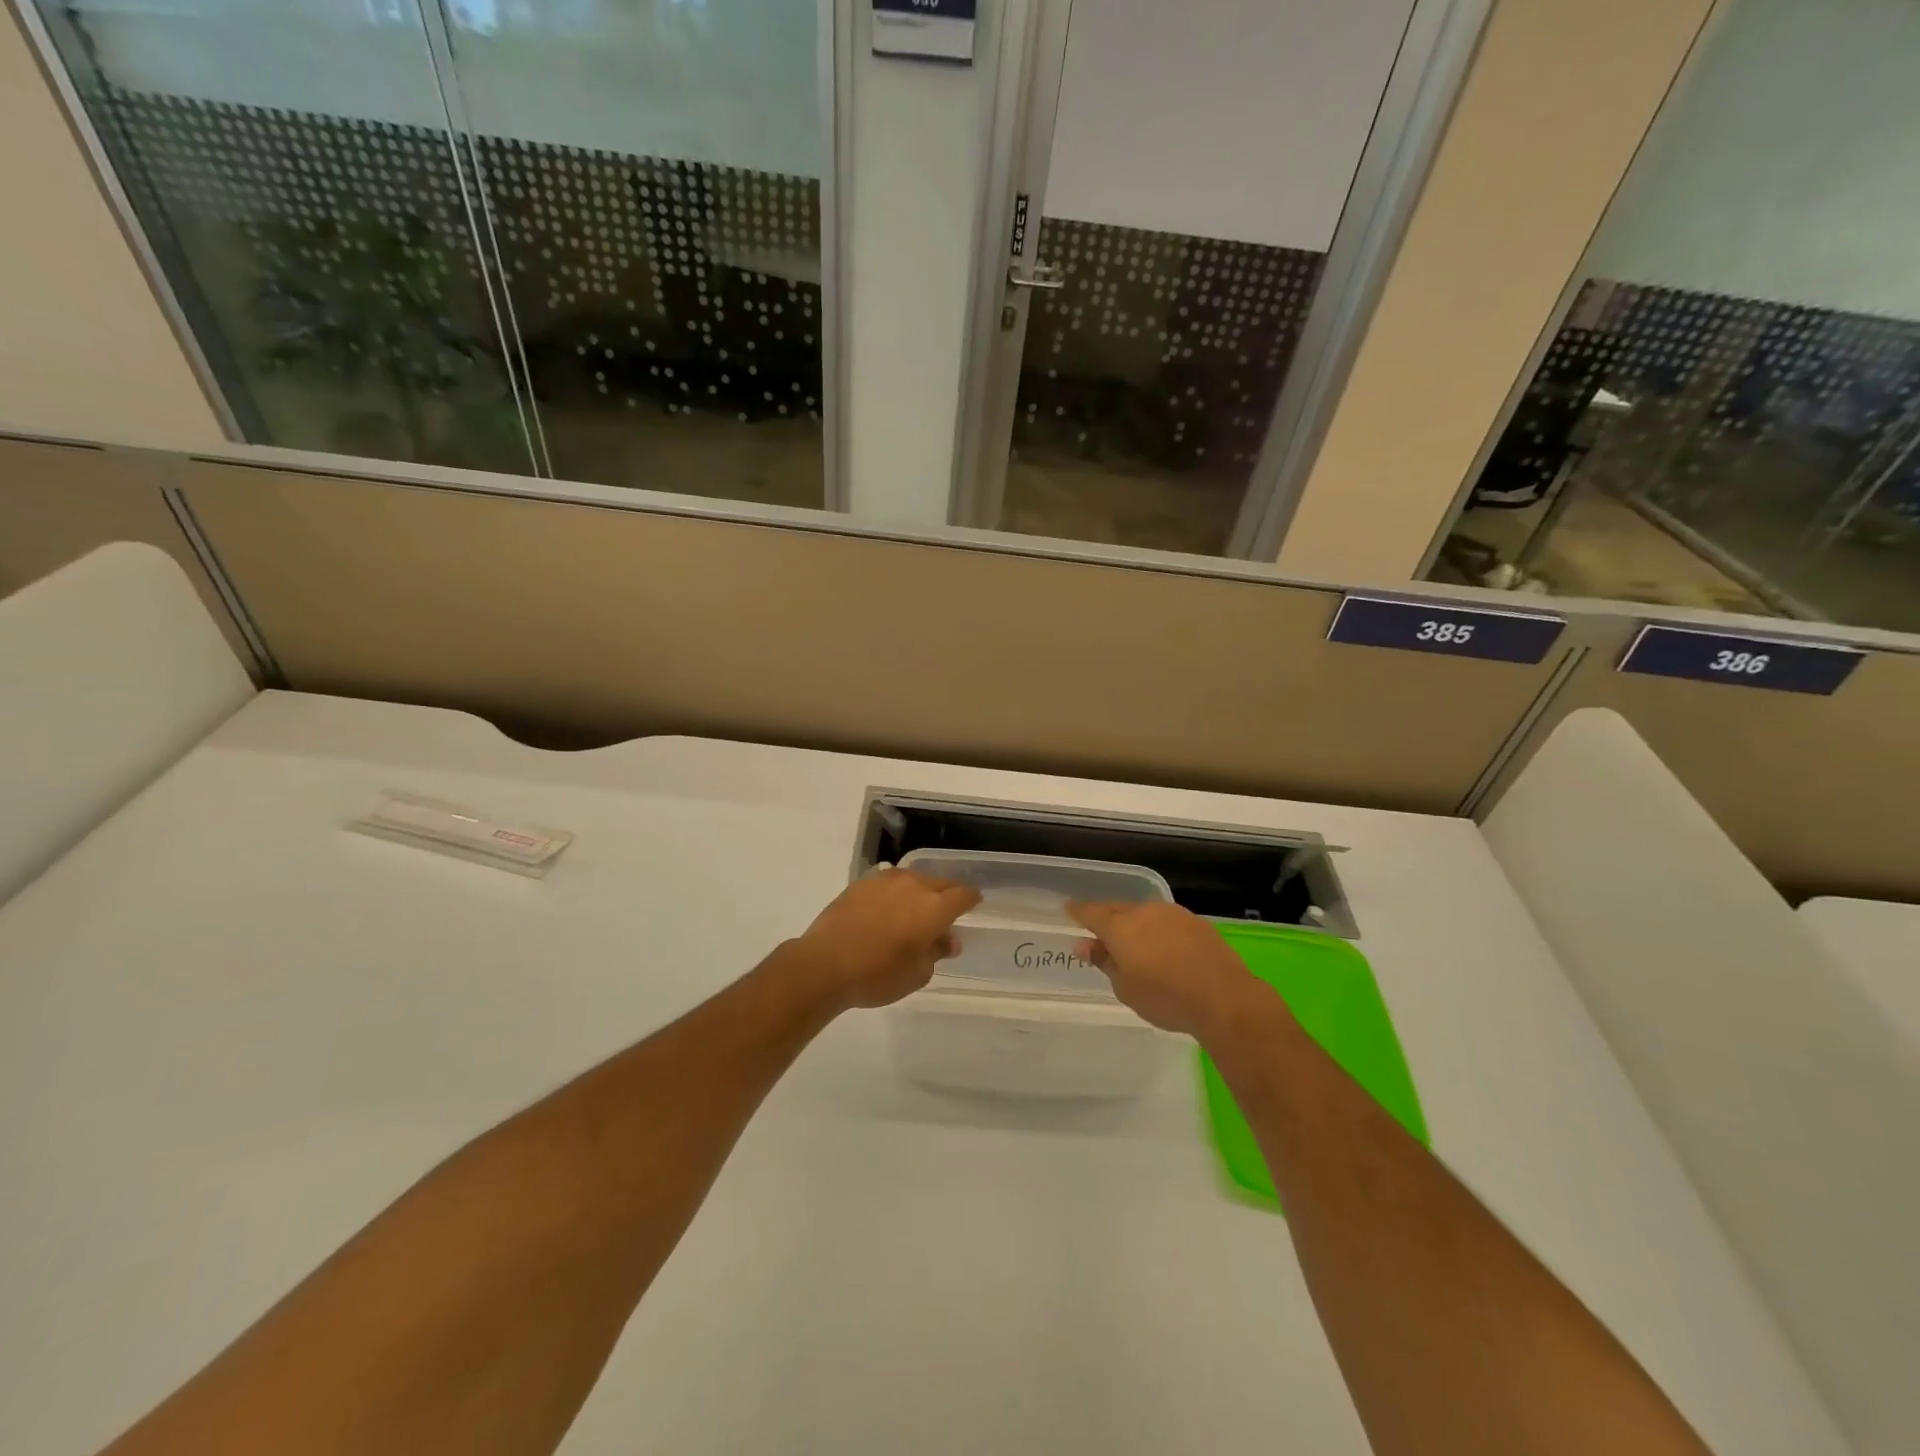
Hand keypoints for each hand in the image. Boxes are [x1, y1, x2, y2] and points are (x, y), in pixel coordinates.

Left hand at [795, 869, 981, 1010]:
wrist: (825, 964)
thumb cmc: (878, 974)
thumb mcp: (917, 974)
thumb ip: (936, 952)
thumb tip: (947, 939)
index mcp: (934, 907)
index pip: (963, 895)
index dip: (971, 900)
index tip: (974, 905)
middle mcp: (914, 885)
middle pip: (940, 883)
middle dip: (947, 895)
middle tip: (945, 913)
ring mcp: (885, 880)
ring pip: (913, 879)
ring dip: (919, 892)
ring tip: (914, 910)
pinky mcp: (861, 883)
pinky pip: (888, 882)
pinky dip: (894, 892)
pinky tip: (887, 908)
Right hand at [1069, 901, 1276, 1040]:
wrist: (1224, 999)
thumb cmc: (1166, 999)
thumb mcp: (1125, 988)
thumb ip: (1103, 961)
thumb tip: (1084, 944)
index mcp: (1120, 927)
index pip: (1090, 912)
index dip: (1077, 912)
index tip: (1068, 911)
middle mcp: (1144, 912)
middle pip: (1117, 909)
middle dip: (1106, 918)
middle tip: (1099, 933)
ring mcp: (1172, 914)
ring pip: (1143, 913)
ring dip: (1134, 924)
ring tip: (1133, 944)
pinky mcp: (1195, 922)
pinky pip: (1165, 921)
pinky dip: (1157, 930)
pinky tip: (1162, 947)